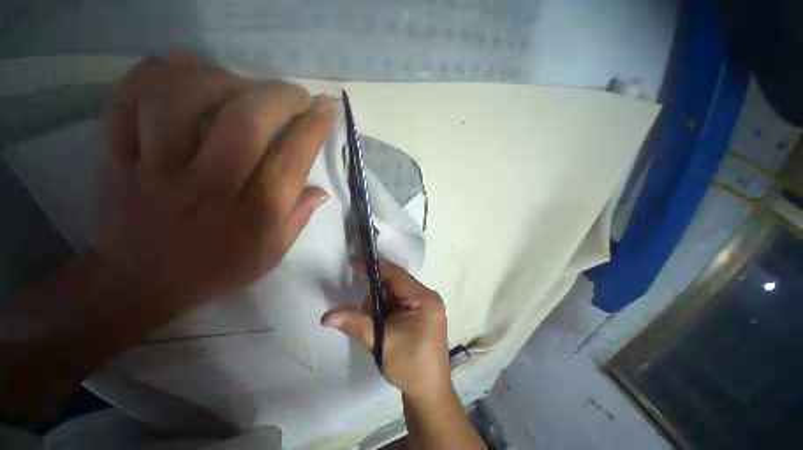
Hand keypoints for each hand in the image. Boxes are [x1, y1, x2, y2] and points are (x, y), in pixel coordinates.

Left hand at [92, 55, 335, 320]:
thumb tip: (322, 189)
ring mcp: (154, 170)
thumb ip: (299, 217)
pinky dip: (153, 71)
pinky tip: (184, 65)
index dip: (314, 125)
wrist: (141, 283)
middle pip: (245, 121)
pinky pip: (125, 101)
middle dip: (280, 96)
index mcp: (254, 214)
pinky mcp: (117, 159)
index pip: (292, 158)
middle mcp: (208, 188)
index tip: (325, 106)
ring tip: (241, 84)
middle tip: (295, 93)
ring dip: (221, 79)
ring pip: (181, 100)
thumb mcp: (273, 252)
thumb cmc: (218, 268)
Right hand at [320, 260, 451, 400]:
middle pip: (395, 283)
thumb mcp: (381, 342)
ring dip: (380, 305)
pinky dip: (385, 309)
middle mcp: (427, 297)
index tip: (354, 262)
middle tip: (365, 313)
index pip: (396, 274)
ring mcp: (425, 305)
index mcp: (424, 298)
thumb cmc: (410, 366)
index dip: (375, 267)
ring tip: (377, 327)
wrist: (429, 392)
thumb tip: (326, 315)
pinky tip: (383, 325)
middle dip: (376, 294)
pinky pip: (398, 302)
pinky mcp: (421, 313)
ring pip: (394, 293)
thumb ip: (356, 323)